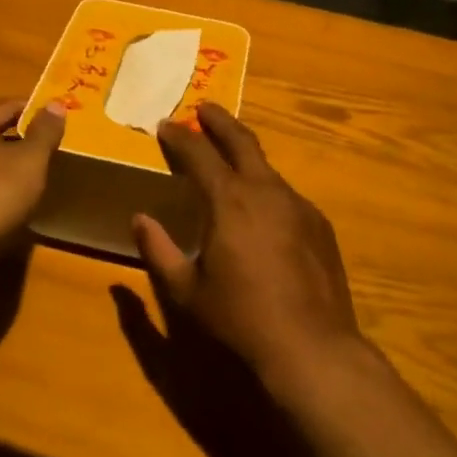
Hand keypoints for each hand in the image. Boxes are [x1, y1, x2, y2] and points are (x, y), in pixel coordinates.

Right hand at [134, 103, 362, 387]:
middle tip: (204, 109)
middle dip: (219, 121)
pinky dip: (266, 189)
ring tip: (230, 159)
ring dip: (244, 155)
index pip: (198, 152)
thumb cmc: (240, 318)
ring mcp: (297, 205)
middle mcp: (265, 191)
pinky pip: (285, 195)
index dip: (179, 135)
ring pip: (266, 167)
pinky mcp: (318, 224)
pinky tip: (261, 210)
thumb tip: (138, 219)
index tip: (165, 124)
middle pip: (241, 141)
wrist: (312, 347)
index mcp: (228, 200)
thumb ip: (158, 250)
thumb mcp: (186, 290)